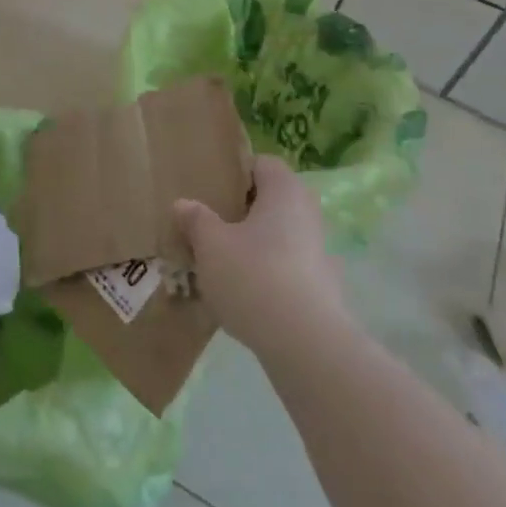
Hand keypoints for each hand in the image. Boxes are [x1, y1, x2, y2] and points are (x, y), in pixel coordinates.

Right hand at [174, 156, 351, 354]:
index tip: (209, 191)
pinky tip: (241, 293)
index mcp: (285, 191)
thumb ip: (195, 219)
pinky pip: (286, 267)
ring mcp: (319, 252)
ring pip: (278, 236)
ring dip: (251, 245)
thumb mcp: (210, 244)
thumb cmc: (253, 276)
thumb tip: (184, 204)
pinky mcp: (321, 287)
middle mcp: (308, 214)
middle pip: (270, 201)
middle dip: (240, 212)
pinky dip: (265, 273)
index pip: (262, 164)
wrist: (304, 342)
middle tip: (208, 226)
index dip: (235, 173)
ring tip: (218, 263)